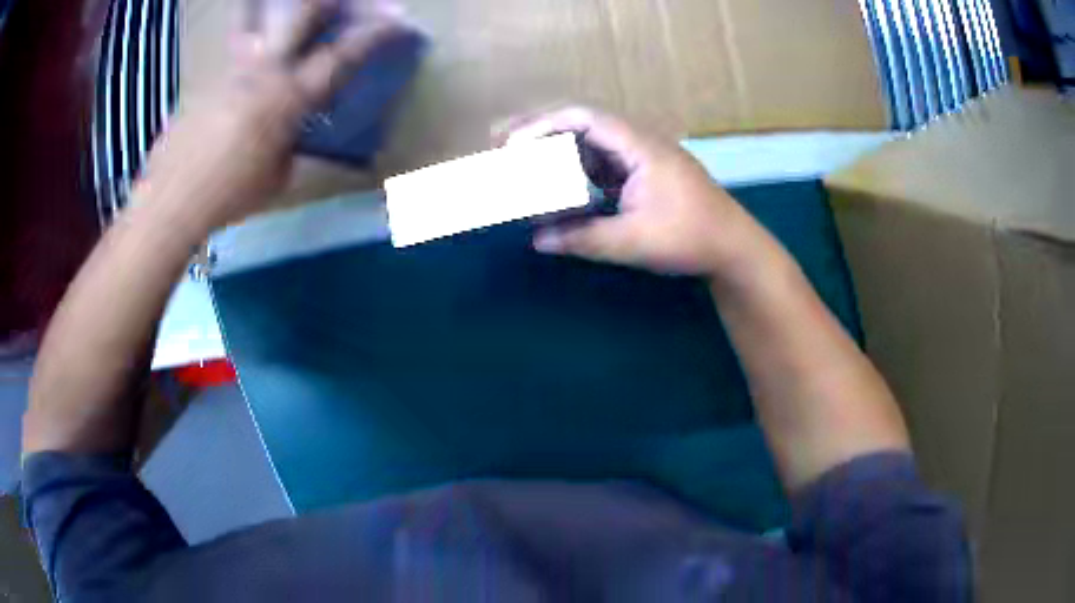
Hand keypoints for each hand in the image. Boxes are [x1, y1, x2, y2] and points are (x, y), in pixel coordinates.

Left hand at [137, 0, 409, 228]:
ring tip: (288, 16)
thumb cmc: (230, 196)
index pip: (341, 55)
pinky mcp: (208, 79)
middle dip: (327, 2)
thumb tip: (291, 128)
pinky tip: (247, 73)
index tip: (398, 22)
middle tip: (339, 3)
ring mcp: (231, 69)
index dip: (374, 35)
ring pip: (259, 20)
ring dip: (278, 13)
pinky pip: (235, 52)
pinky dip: (250, 48)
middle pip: (300, 12)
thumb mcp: (277, 175)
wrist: (170, 201)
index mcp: (287, 97)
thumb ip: (291, 140)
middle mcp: (262, 69)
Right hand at [503, 107, 763, 277]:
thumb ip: (582, 238)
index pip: (585, 119)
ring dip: (560, 154)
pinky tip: (561, 187)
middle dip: (543, 134)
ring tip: (524, 164)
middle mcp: (640, 144)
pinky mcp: (645, 176)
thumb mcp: (632, 241)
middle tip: (504, 145)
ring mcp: (643, 159)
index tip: (512, 142)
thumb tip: (537, 240)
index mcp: (640, 146)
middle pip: (584, 127)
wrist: (734, 248)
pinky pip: (604, 166)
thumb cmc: (690, 238)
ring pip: (593, 146)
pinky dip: (579, 173)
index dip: (544, 125)